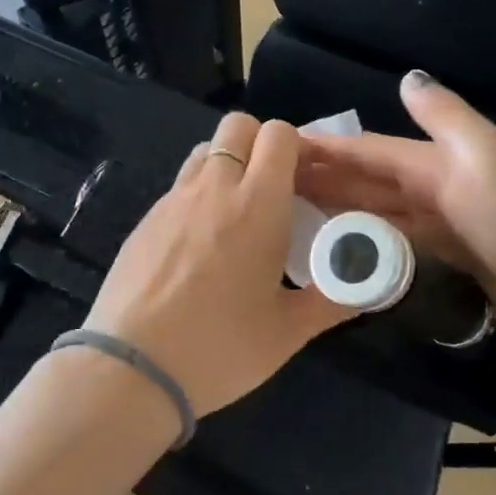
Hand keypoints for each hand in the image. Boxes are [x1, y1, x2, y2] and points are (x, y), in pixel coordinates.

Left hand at [86, 113, 351, 415]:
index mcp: (258, 205)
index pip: (278, 134)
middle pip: (237, 126)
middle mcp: (214, 188)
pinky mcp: (144, 220)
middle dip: (259, 145)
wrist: (132, 368)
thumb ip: (331, 300)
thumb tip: (363, 285)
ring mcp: (172, 201)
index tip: (306, 183)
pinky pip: (178, 187)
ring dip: (226, 166)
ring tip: (235, 216)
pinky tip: (198, 247)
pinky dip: (197, 196)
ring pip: (204, 152)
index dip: (297, 148)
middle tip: (272, 192)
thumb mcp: (288, 332)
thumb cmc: (220, 347)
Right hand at [295, 71, 495, 353]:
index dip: (327, 147)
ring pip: (378, 213)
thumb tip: (406, 79)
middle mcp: (438, 189)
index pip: (371, 150)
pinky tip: (337, 251)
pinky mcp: (449, 265)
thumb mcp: (484, 161)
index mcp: (441, 161)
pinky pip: (395, 247)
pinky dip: (365, 244)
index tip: (278, 147)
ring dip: (338, 210)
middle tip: (269, 184)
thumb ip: (445, 120)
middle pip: (369, 180)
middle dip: (323, 177)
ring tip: (289, 215)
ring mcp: (444, 229)